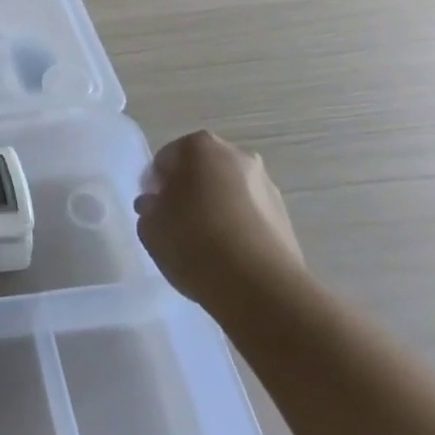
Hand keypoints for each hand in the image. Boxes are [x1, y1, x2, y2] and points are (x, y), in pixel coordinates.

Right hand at [135, 130, 305, 313]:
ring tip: (204, 244)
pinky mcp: (285, 216)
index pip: (165, 160)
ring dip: (214, 208)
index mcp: (199, 146)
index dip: (154, 186)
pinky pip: (249, 215)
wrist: (261, 287)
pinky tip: (228, 255)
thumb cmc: (194, 243)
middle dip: (187, 191)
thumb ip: (149, 209)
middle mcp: (236, 155)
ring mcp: (265, 185)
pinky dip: (237, 226)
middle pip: (200, 171)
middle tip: (175, 223)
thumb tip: (157, 205)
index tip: (151, 210)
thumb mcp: (150, 227)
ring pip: (227, 192)